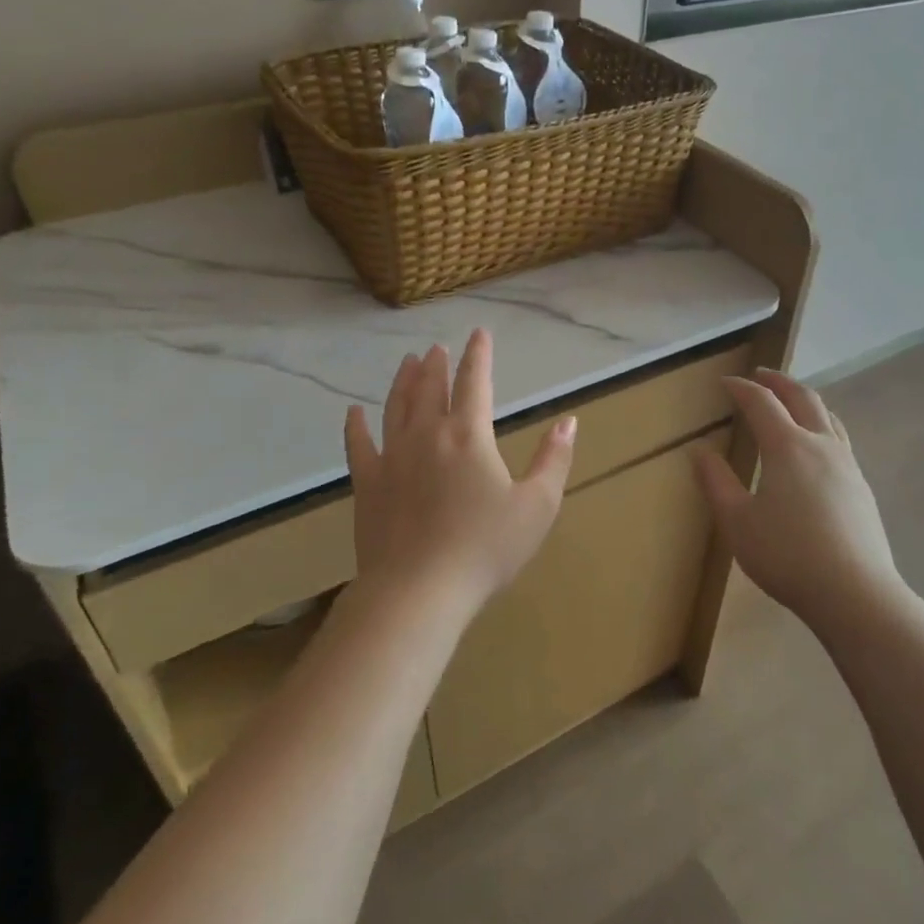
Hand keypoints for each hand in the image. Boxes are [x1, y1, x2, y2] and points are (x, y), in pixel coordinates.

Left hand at [345, 329, 575, 618]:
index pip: (474, 382)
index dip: (478, 355)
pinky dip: (355, 426)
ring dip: (402, 382)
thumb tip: (569, 421)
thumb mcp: (537, 506)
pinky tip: (353, 412)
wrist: (419, 590)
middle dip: (436, 365)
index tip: (478, 334)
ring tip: (407, 362)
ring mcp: (392, 458)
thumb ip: (554, 460)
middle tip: (436, 348)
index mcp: (469, 436)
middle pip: (430, 388)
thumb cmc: (486, 549)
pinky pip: (358, 446)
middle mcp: (427, 435)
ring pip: (396, 407)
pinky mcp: (368, 485)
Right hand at [692, 369, 902, 628]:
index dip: (741, 388)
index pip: (761, 402)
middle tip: (760, 375)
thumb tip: (699, 451)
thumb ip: (716, 482)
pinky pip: (839, 439)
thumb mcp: (737, 522)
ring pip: (828, 416)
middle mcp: (821, 445)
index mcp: (787, 447)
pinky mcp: (861, 487)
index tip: (724, 382)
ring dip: (805, 400)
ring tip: (790, 401)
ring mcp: (847, 465)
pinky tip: (816, 447)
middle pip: (803, 398)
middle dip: (778, 382)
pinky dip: (821, 425)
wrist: (855, 593)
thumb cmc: (787, 555)